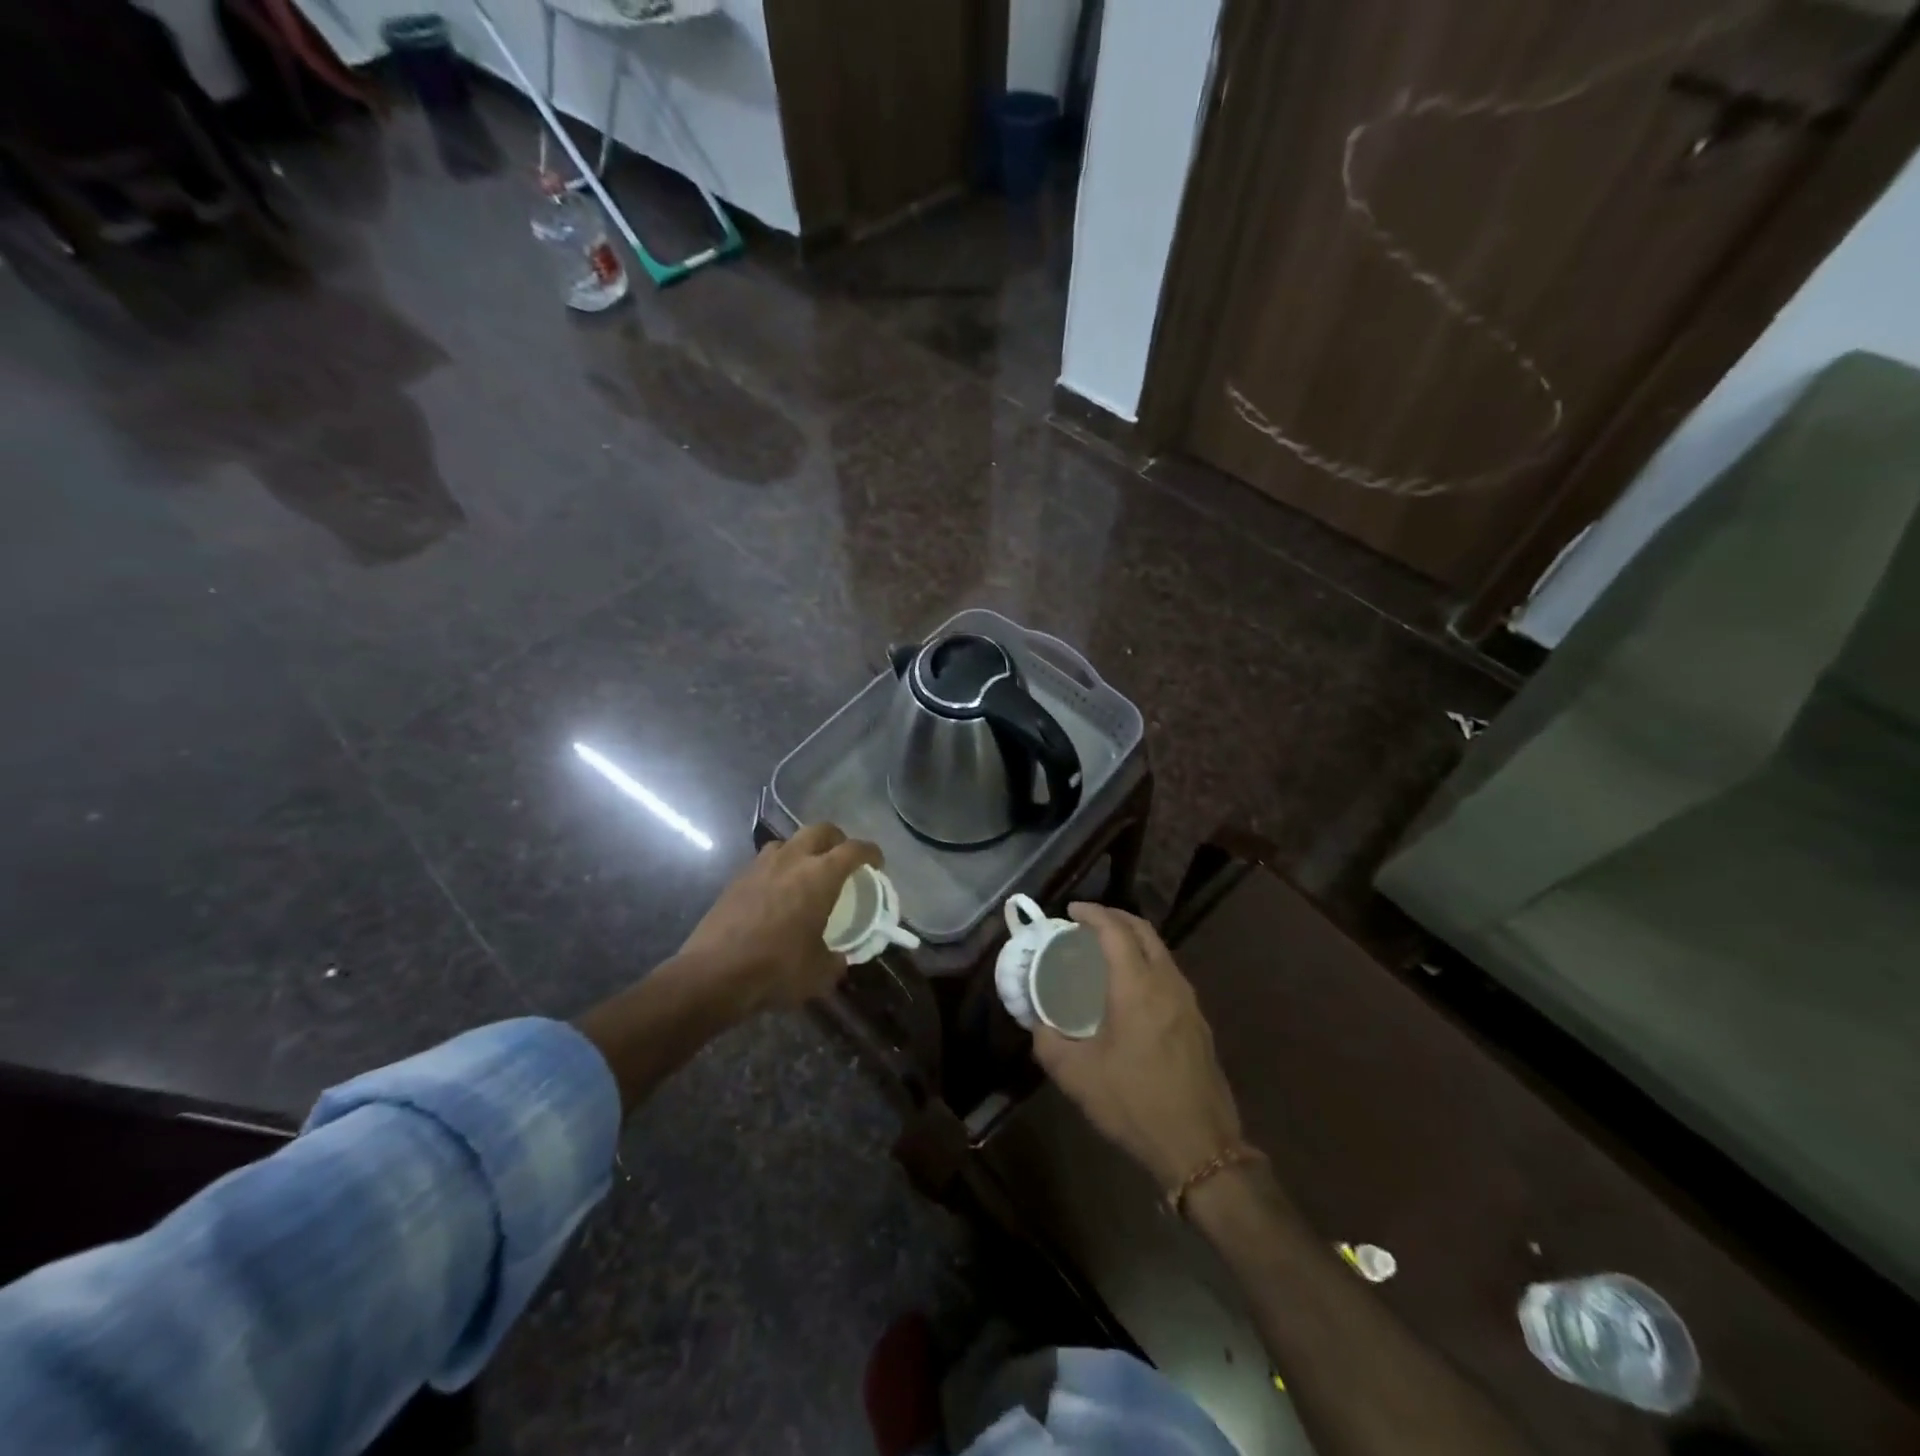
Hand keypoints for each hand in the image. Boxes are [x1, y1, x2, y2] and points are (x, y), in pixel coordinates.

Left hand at [676, 823, 880, 1014]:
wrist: (713, 975)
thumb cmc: (776, 970)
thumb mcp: (820, 973)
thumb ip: (836, 960)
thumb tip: (840, 958)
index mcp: (820, 875)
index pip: (854, 849)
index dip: (871, 853)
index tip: (877, 864)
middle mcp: (792, 859)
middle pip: (821, 830)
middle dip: (837, 840)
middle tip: (843, 860)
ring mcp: (761, 865)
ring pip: (789, 841)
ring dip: (804, 850)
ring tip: (807, 873)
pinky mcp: (737, 878)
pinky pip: (766, 861)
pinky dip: (779, 868)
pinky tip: (778, 892)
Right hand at [1031, 904, 1243, 1189]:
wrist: (1200, 1147)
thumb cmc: (1134, 1104)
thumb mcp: (1077, 1076)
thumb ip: (1049, 1042)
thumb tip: (1038, 1023)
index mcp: (1137, 987)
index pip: (1115, 931)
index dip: (1093, 914)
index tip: (1072, 911)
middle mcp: (1167, 983)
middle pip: (1143, 931)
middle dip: (1115, 918)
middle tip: (1087, 923)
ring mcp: (1189, 1002)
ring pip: (1161, 951)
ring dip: (1133, 940)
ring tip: (1106, 951)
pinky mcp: (1198, 1022)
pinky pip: (1169, 973)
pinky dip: (1147, 962)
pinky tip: (1131, 987)